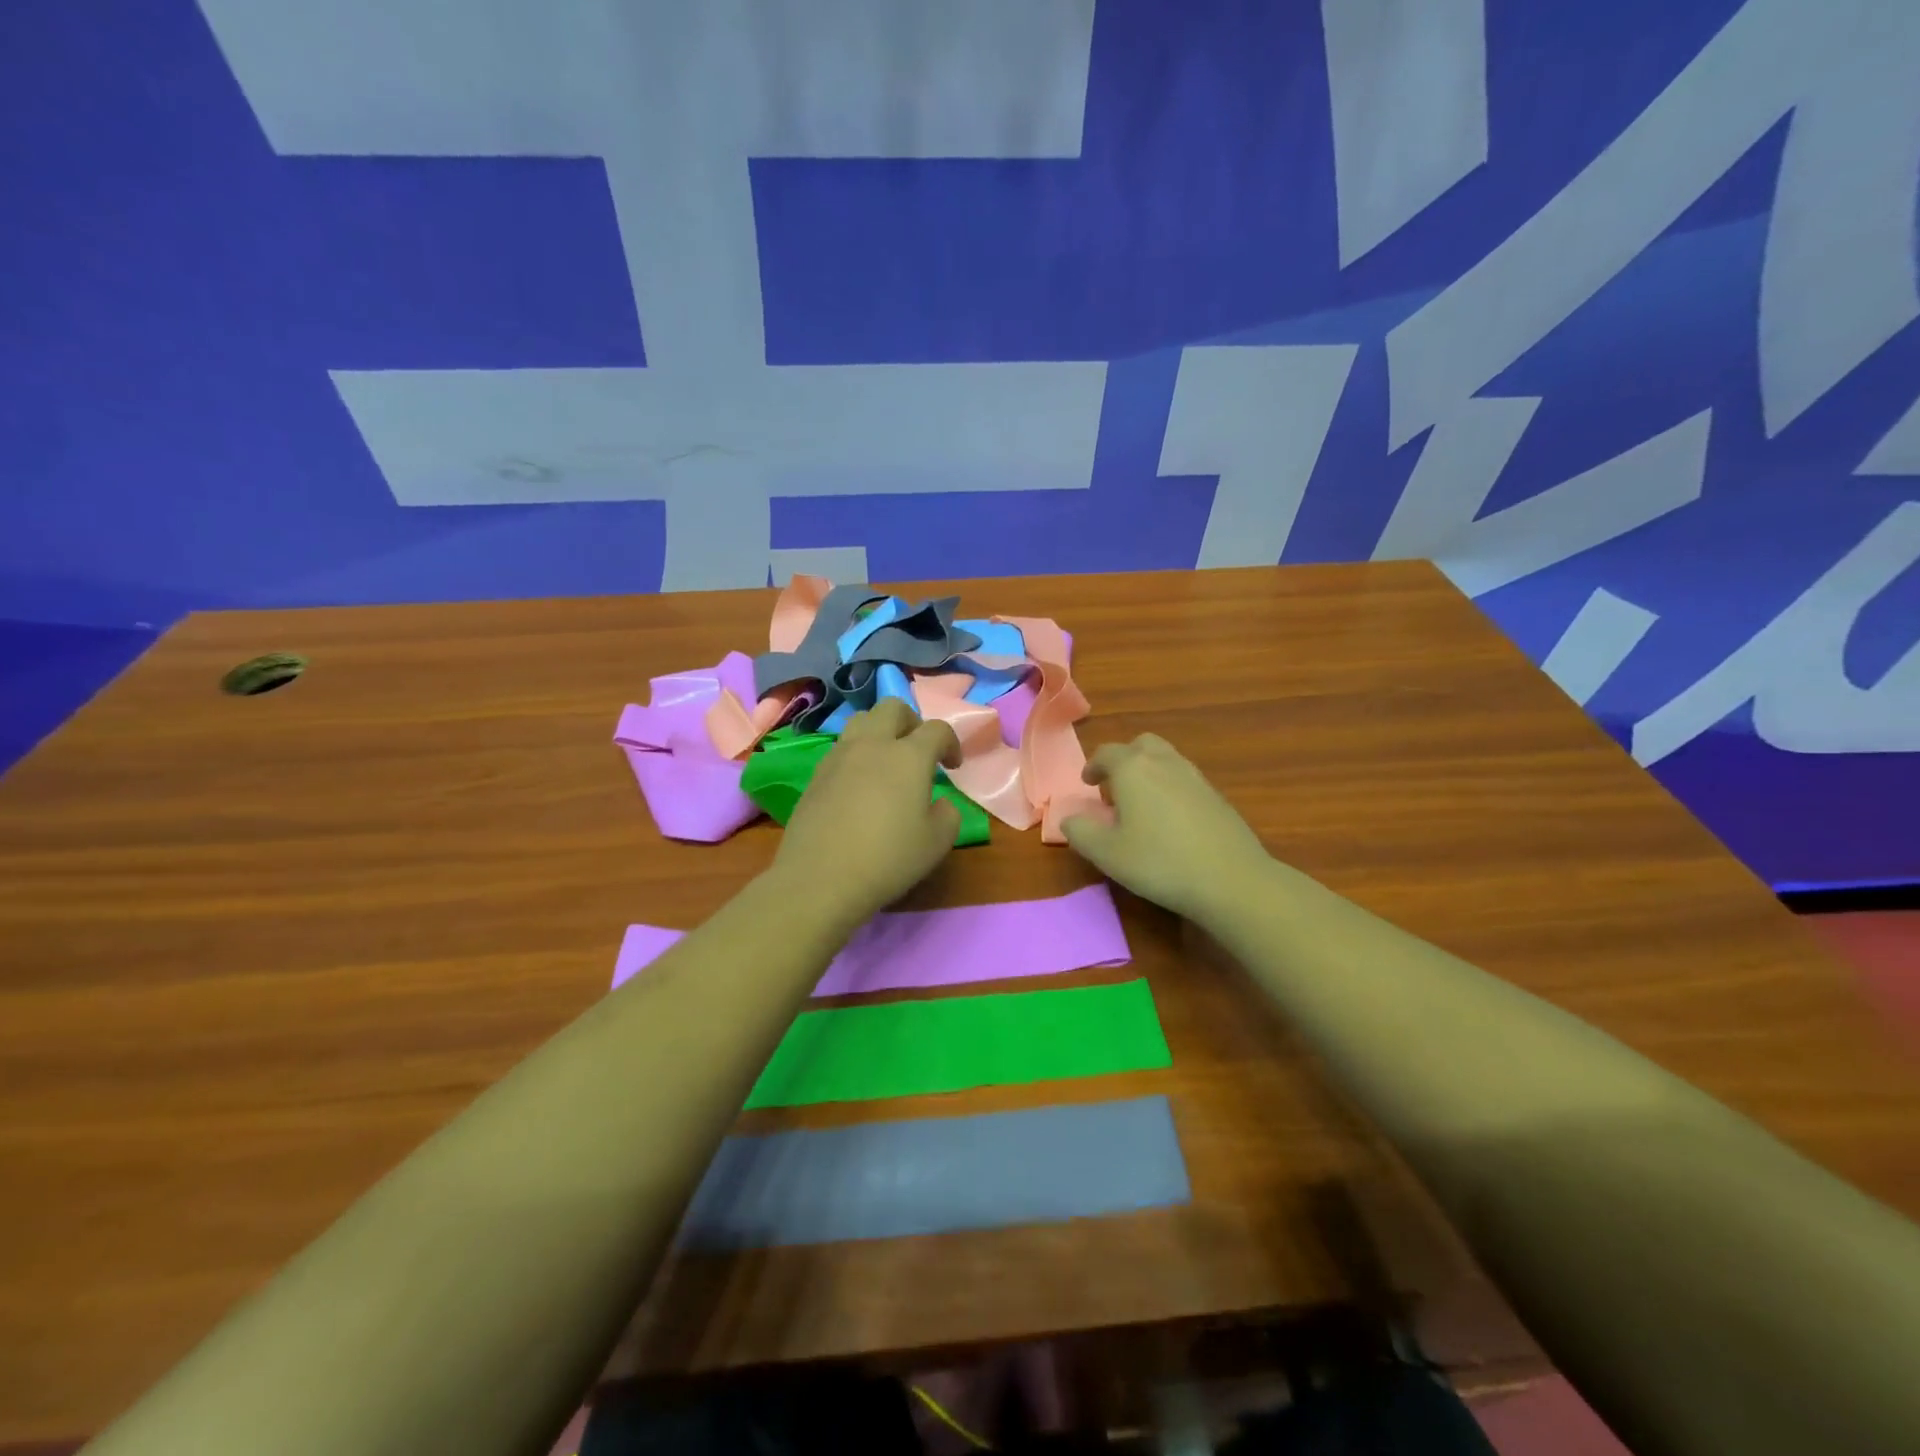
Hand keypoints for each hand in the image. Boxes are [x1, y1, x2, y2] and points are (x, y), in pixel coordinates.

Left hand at [771, 698, 961, 924]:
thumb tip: (939, 803)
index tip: (952, 766)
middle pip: (893, 708)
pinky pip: (841, 747)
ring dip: (880, 731)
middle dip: (912, 722)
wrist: (820, 878)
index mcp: (908, 756)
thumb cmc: (888, 859)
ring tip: (887, 761)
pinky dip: (857, 754)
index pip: (936, 729)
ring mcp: (839, 756)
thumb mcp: (937, 843)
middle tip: (918, 751)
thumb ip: (948, 815)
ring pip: (862, 720)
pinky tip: (860, 784)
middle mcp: (872, 745)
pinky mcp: (816, 774)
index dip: (951, 743)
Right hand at [1061, 734, 1270, 922]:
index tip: (1087, 784)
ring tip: (1141, 805)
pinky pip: (1185, 780)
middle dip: (1124, 760)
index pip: (1106, 753)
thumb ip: (1080, 832)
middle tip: (1114, 788)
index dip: (1093, 766)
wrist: (1231, 879)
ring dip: (1148, 773)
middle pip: (1141, 745)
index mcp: (1133, 768)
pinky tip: (1170, 821)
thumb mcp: (1106, 854)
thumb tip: (1070, 818)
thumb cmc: (1159, 862)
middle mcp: (1164, 762)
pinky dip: (1170, 788)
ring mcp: (1195, 777)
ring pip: (1166, 759)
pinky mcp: (1217, 796)